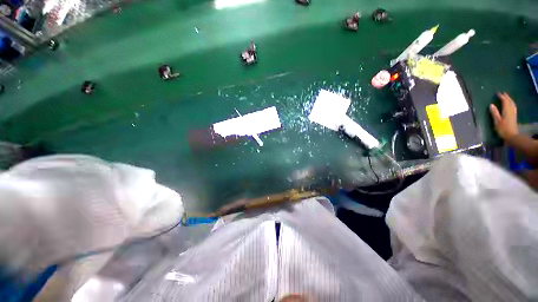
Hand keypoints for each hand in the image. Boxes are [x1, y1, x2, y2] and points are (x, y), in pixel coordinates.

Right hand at [490, 92, 517, 140]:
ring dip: (510, 100)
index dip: (501, 97)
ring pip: (512, 104)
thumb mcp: (497, 121)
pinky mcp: (514, 116)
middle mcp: (511, 110)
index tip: (497, 93)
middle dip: (506, 97)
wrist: (512, 136)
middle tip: (503, 93)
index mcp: (506, 110)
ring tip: (507, 97)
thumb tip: (491, 105)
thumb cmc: (503, 129)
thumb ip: (494, 113)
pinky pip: (513, 107)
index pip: (504, 101)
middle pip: (510, 101)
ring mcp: (513, 113)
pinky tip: (511, 104)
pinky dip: (512, 104)